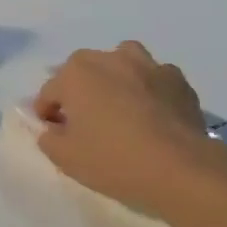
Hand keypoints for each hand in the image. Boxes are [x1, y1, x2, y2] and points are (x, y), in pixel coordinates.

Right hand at [33, 43, 226, 219]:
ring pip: (122, 63)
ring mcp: (147, 65)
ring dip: (115, 80)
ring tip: (120, 108)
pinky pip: (154, 79)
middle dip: (79, 92)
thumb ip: (49, 138)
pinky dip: (148, 91)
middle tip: (85, 122)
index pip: (50, 92)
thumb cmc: (113, 160)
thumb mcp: (66, 158)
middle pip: (84, 71)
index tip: (53, 133)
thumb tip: (54, 128)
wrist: (180, 168)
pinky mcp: (177, 79)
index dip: (47, 113)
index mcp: (76, 74)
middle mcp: (110, 59)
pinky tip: (152, 115)